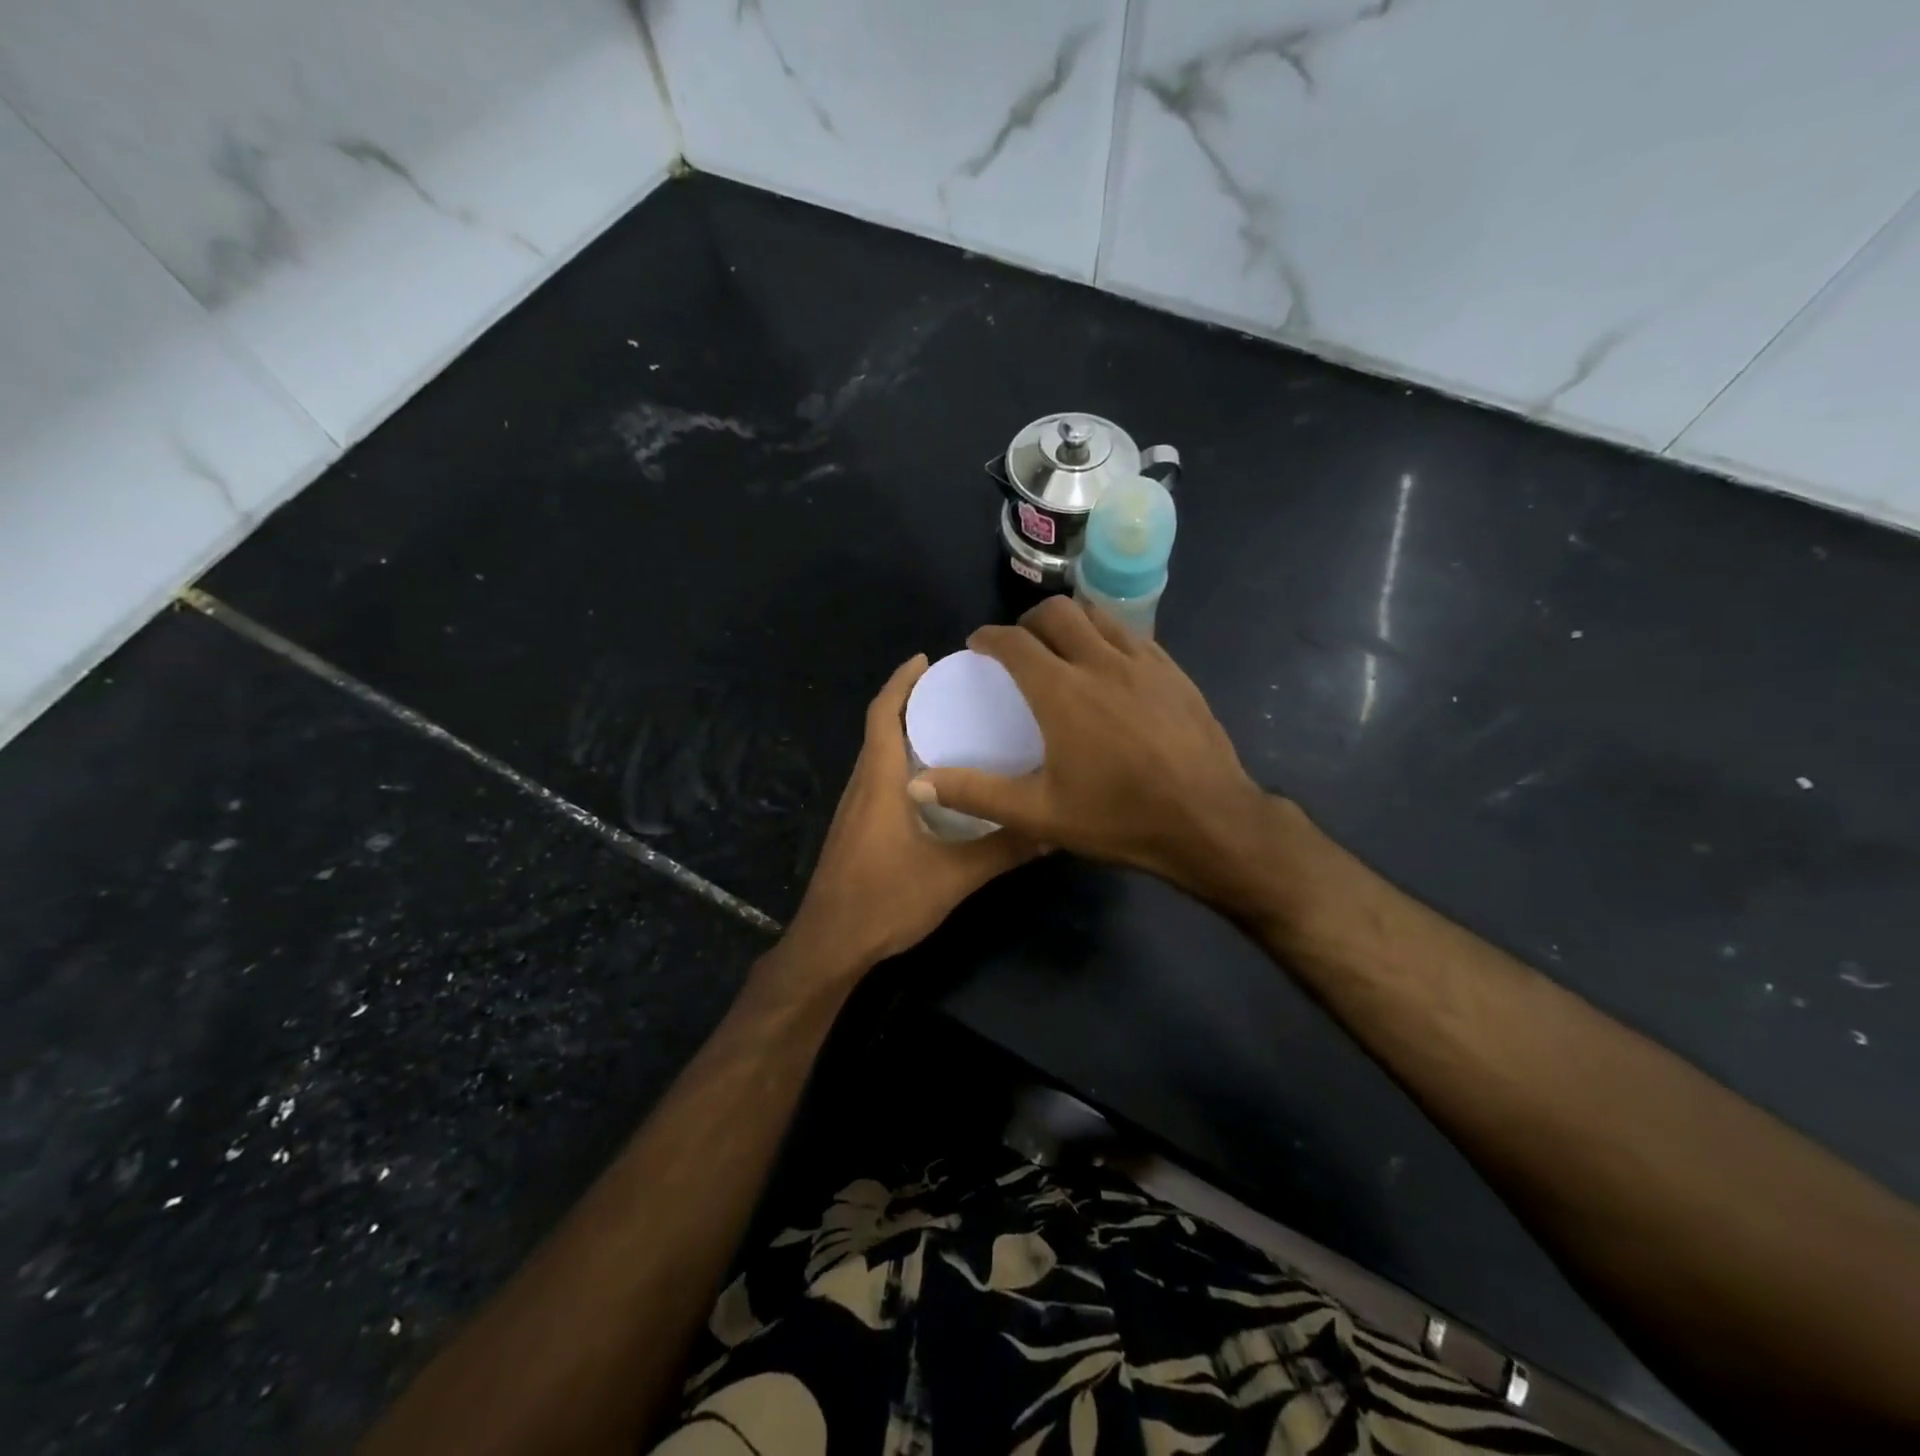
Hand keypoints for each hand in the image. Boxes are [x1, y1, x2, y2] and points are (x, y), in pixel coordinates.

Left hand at [781, 655, 1037, 975]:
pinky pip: (877, 781)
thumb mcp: (954, 876)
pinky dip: (901, 765)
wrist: (830, 946)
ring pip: (877, 757)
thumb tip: (1053, 830)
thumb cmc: (885, 900)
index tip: (926, 659)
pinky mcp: (854, 831)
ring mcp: (853, 810)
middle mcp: (861, 786)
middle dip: (908, 702)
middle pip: (879, 729)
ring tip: (948, 729)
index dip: (900, 681)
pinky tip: (932, 786)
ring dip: (904, 734)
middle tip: (952, 692)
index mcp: (879, 782)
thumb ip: (1003, 850)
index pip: (882, 714)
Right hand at [908, 598, 1272, 899]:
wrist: (1209, 821)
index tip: (978, 643)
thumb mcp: (1039, 814)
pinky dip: (1108, 636)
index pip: (1015, 642)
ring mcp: (1145, 662)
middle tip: (1019, 646)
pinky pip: (1133, 635)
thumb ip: (976, 793)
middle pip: (1058, 613)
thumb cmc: (1119, 818)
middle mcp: (1101, 662)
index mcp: (1062, 691)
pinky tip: (1109, 666)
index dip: (990, 637)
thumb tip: (917, 782)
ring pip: (1099, 615)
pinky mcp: (1175, 672)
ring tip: (1062, 647)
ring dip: (1071, 621)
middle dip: (1029, 621)